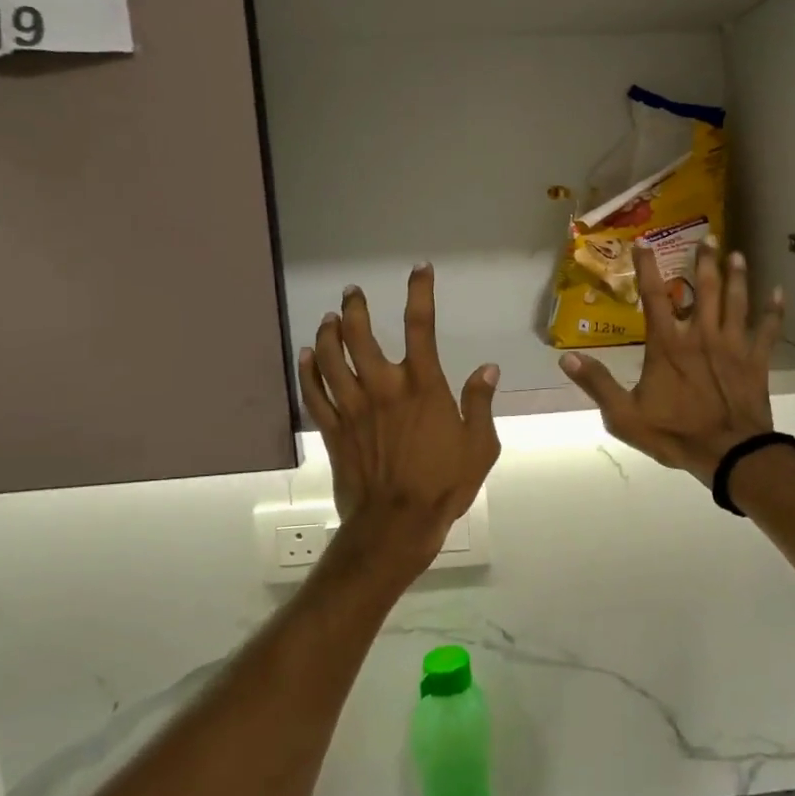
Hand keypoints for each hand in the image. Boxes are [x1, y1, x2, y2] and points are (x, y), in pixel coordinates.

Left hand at [299, 264, 501, 572]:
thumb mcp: (480, 446)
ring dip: (327, 333)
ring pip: (330, 359)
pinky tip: (305, 355)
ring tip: (330, 318)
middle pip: (360, 336)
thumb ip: (480, 403)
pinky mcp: (333, 430)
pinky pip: (314, 393)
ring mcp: (353, 408)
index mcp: (423, 387)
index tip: (419, 270)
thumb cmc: (444, 484)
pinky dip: (307, 371)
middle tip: (352, 293)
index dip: (420, 293)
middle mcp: (383, 388)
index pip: (420, 327)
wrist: (396, 525)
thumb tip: (488, 369)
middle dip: (355, 308)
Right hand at [559, 242, 783, 486]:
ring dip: (737, 276)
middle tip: (708, 237)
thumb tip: (567, 360)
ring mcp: (732, 345)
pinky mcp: (756, 360)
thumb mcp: (625, 416)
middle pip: (704, 289)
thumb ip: (597, 385)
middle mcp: (701, 335)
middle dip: (705, 261)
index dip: (646, 268)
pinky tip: (779, 293)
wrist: (730, 454)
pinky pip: (768, 330)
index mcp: (668, 345)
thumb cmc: (675, 434)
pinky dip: (774, 311)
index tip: (644, 242)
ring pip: (736, 301)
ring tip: (737, 255)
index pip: (653, 297)